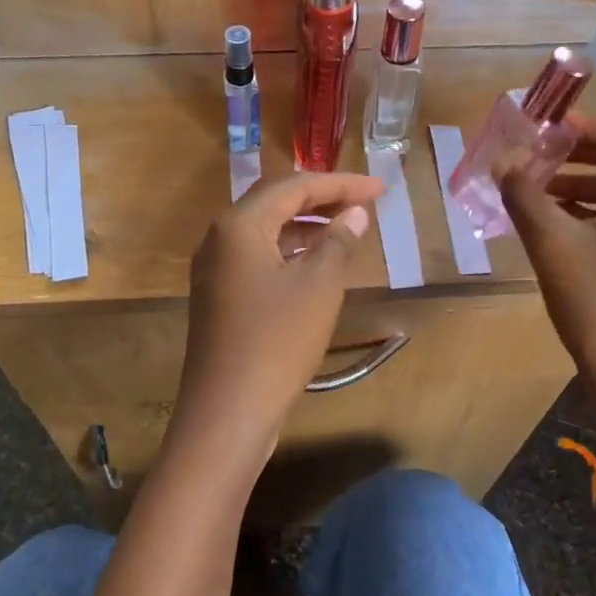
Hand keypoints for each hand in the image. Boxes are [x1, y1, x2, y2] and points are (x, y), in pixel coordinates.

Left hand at [166, 171, 382, 484]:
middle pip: (275, 201)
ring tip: (346, 228)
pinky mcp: (219, 296)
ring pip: (265, 230)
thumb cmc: (277, 340)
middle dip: (321, 198)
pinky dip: (289, 252)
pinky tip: (315, 264)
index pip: (294, 186)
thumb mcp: (319, 286)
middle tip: (364, 201)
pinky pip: (257, 257)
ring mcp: (215, 269)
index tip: (380, 188)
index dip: (340, 184)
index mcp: (239, 224)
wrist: (227, 411)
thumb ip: (339, 241)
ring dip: (305, 225)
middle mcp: (219, 238)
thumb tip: (355, 214)